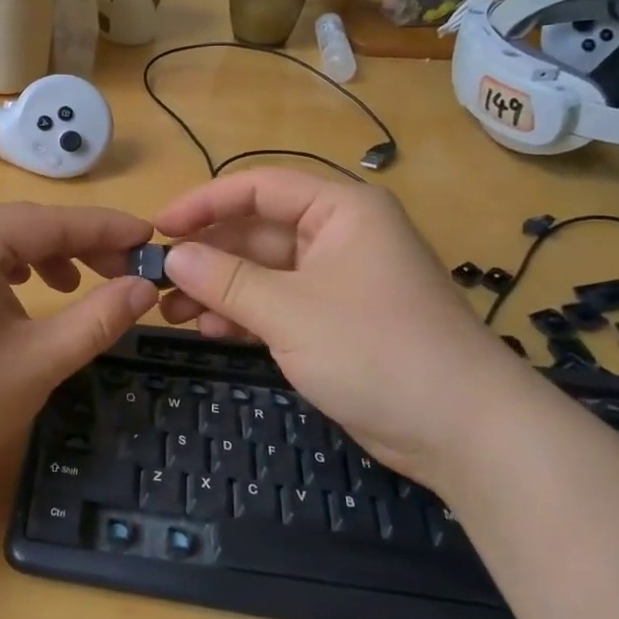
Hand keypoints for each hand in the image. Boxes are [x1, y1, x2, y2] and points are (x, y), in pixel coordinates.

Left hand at [0, 203, 156, 468]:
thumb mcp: (39, 360)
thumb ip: (98, 317)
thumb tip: (145, 288)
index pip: (49, 221)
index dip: (105, 229)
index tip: (150, 237)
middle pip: (19, 226)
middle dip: (74, 246)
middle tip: (122, 272)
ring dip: (40, 258)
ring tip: (74, 286)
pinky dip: (3, 272)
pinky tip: (22, 296)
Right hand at [155, 170, 526, 483]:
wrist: (463, 430)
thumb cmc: (377, 349)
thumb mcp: (291, 310)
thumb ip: (226, 280)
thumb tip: (172, 257)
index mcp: (340, 210)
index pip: (260, 187)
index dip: (205, 202)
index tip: (159, 226)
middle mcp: (338, 236)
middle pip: (256, 231)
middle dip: (207, 255)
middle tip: (155, 279)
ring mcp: (336, 281)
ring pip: (262, 272)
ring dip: (218, 288)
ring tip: (170, 312)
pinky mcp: (334, 321)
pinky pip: (277, 304)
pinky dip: (243, 314)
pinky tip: (208, 330)